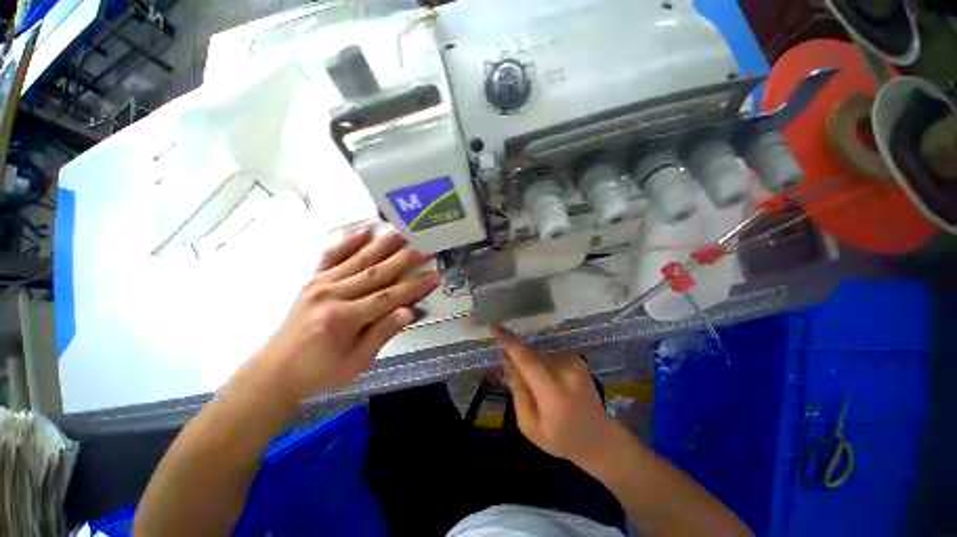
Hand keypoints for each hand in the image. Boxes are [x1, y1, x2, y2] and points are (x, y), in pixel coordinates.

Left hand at [257, 229, 438, 397]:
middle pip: (376, 273)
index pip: (387, 298)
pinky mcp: (313, 279)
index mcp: (343, 319)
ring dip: (384, 245)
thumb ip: (382, 334)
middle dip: (404, 260)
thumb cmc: (321, 371)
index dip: (413, 287)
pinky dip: (349, 242)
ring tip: (404, 232)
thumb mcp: (356, 362)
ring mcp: (320, 283)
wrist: (276, 370)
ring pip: (359, 259)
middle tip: (425, 248)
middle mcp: (331, 295)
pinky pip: (332, 255)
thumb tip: (409, 311)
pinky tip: (365, 231)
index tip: (435, 276)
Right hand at [494, 326, 622, 469]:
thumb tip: (510, 363)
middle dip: (519, 361)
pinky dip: (544, 364)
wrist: (598, 438)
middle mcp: (566, 371)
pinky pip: (550, 355)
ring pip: (540, 354)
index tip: (495, 328)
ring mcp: (574, 363)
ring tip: (541, 389)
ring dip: (533, 364)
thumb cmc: (561, 439)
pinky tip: (551, 382)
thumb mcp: (530, 426)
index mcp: (553, 392)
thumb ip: (518, 393)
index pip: (527, 361)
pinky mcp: (578, 359)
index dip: (510, 343)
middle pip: (531, 355)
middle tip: (520, 382)